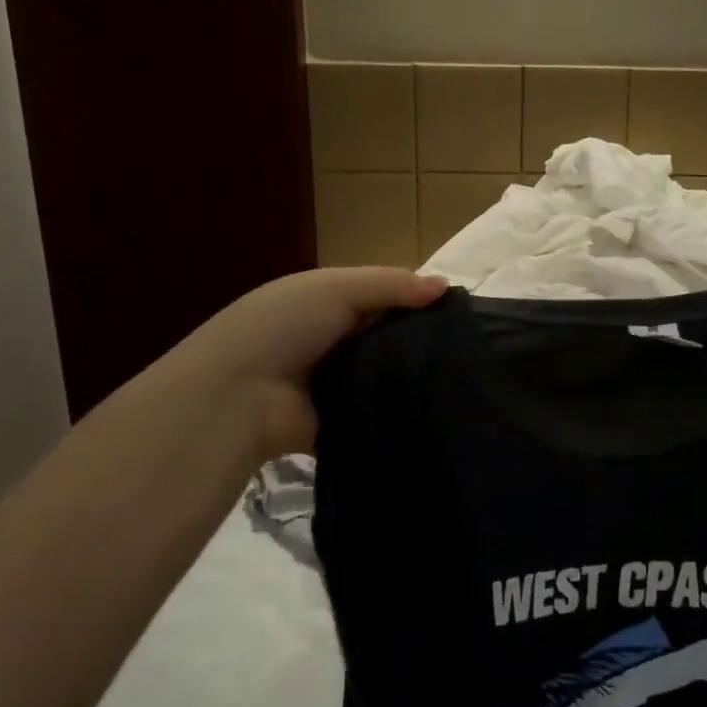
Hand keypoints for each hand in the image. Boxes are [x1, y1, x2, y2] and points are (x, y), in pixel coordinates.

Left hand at [134, 268, 446, 461]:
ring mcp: (336, 384)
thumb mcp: (336, 288)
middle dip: (421, 341)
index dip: (417, 301)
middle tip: (470, 349)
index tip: (460, 311)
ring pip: (386, 376)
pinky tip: (438, 408)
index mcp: (326, 303)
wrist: (237, 397)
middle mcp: (332, 341)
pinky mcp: (342, 421)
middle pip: (387, 338)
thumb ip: (391, 284)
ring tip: (463, 379)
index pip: (382, 298)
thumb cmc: (283, 327)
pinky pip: (379, 412)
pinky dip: (400, 410)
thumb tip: (446, 287)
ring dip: (413, 377)